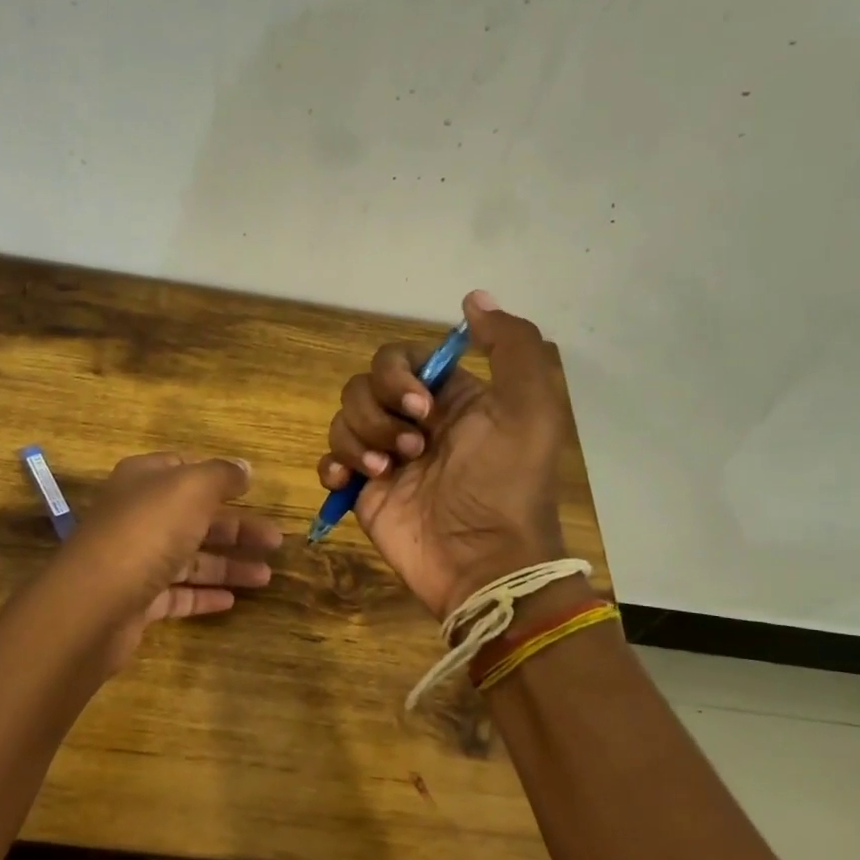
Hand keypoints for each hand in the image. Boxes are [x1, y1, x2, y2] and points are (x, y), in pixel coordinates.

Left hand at [49, 453, 281, 672]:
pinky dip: (204, 595)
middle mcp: (137, 516)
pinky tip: (233, 601)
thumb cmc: (147, 532)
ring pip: (189, 558)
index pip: (183, 469)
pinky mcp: (136, 601)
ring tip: (266, 577)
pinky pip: (177, 594)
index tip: (252, 491)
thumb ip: (222, 475)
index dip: (218, 477)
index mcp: (144, 480)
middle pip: (194, 517)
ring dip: (228, 565)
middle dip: (236, 528)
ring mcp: (135, 560)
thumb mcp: (191, 489)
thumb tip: (244, 468)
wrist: (95, 603)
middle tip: (276, 542)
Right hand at [317, 291, 567, 618]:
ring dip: (359, 439)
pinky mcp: (364, 490)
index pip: (401, 358)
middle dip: (379, 412)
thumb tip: (474, 298)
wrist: (483, 561)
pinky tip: (353, 482)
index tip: (422, 405)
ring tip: (387, 471)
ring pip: (343, 419)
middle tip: (413, 448)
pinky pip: (329, 460)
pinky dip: (334, 465)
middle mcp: (415, 420)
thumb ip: (511, 345)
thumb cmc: (506, 482)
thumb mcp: (531, 407)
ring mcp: (386, 455)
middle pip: (364, 386)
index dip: (398, 374)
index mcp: (451, 397)